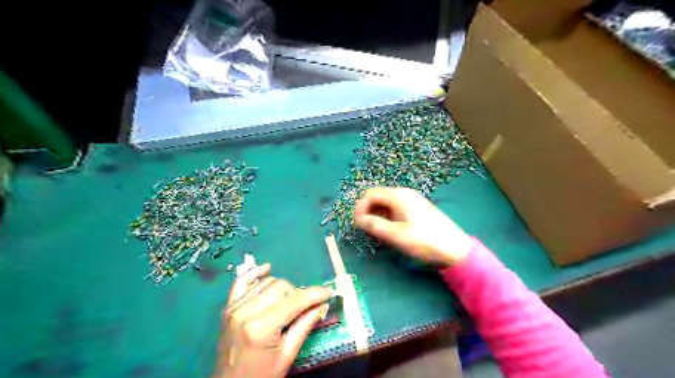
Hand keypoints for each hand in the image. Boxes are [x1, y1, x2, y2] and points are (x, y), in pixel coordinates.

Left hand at [214, 262, 331, 377]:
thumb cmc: (261, 376)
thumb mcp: (288, 355)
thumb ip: (305, 325)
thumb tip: (322, 304)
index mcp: (261, 327)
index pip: (294, 301)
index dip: (315, 294)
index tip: (329, 293)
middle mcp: (246, 312)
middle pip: (280, 286)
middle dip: (298, 293)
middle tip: (306, 306)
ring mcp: (235, 307)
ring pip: (266, 282)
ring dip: (282, 288)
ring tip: (288, 302)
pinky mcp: (228, 307)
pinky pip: (241, 281)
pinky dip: (255, 273)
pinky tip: (266, 269)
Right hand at [353, 186, 473, 264]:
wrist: (455, 249)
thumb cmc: (425, 241)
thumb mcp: (396, 235)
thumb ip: (374, 225)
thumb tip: (358, 219)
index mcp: (399, 196)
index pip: (370, 194)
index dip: (360, 207)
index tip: (356, 224)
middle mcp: (404, 194)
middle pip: (378, 197)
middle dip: (368, 211)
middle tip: (365, 229)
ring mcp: (412, 201)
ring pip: (386, 203)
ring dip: (377, 215)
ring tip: (376, 232)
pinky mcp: (416, 209)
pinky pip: (395, 208)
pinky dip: (387, 217)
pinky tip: (389, 230)